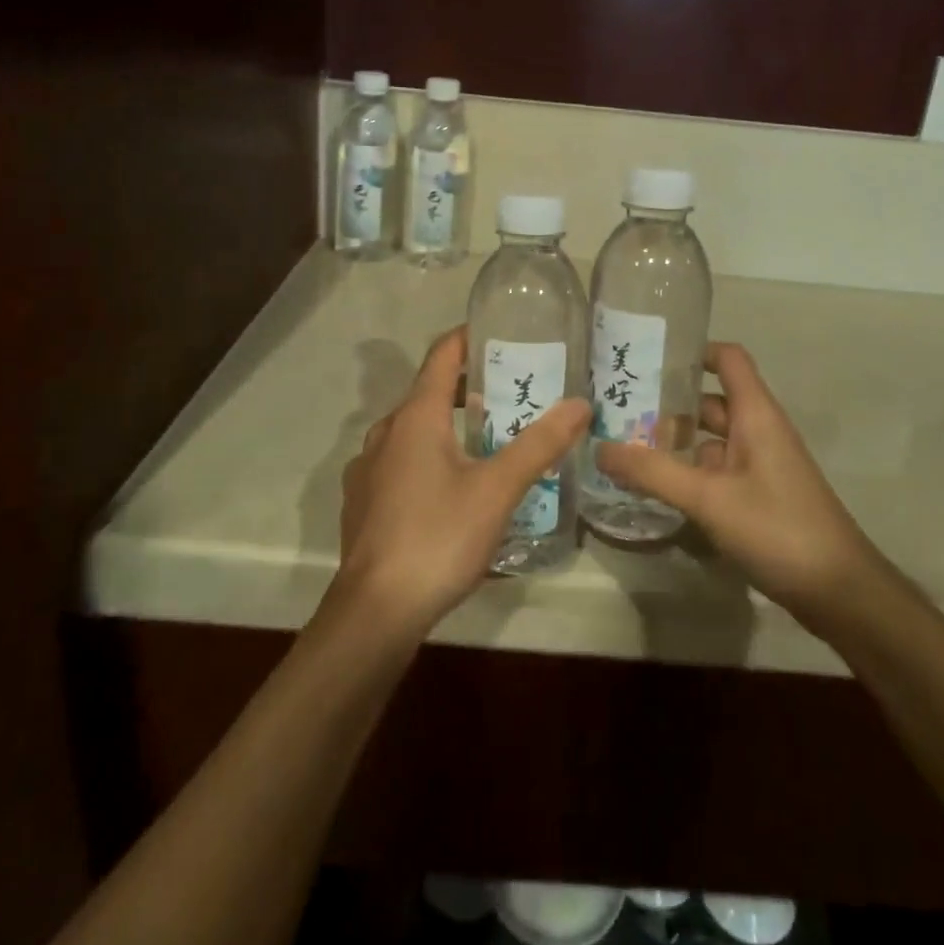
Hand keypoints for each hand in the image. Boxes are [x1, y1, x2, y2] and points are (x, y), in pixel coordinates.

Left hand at [334, 326, 589, 639]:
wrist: (375, 611)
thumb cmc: (438, 537)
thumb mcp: (498, 489)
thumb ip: (540, 444)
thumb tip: (580, 403)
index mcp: (415, 417)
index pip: (441, 356)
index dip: (469, 338)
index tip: (502, 334)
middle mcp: (385, 432)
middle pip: (429, 393)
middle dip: (469, 389)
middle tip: (512, 394)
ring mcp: (368, 469)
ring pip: (413, 431)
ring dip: (449, 426)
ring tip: (489, 441)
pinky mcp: (363, 502)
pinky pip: (400, 463)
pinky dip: (429, 458)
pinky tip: (453, 490)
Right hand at [597, 342, 876, 631]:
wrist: (839, 592)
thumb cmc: (778, 528)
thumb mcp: (709, 498)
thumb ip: (653, 472)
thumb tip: (599, 447)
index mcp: (755, 415)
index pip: (727, 359)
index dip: (692, 350)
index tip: (648, 357)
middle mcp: (758, 431)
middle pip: (710, 401)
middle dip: (667, 403)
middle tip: (616, 407)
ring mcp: (759, 465)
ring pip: (710, 440)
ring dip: (673, 442)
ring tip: (623, 446)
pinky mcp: (758, 496)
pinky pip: (716, 471)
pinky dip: (687, 473)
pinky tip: (654, 487)